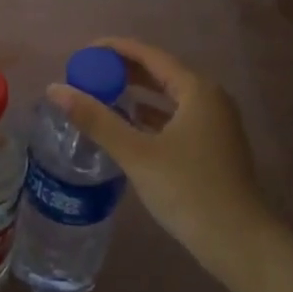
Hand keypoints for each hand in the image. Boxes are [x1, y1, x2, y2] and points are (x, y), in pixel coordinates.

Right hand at [47, 37, 273, 267]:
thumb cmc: (188, 190)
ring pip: (168, 97)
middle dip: (124, 71)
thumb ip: (96, 119)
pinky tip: (128, 125)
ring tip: (101, 95)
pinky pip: (175, 117)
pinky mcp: (213, 146)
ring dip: (136, 94)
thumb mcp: (136, 153)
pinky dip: (150, 116)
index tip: (84, 52)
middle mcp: (210, 98)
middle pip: (160, 73)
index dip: (116, 49)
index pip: (150, 55)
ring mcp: (215, 123)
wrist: (238, 242)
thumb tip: (54, 89)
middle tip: (88, 74)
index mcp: (196, 90)